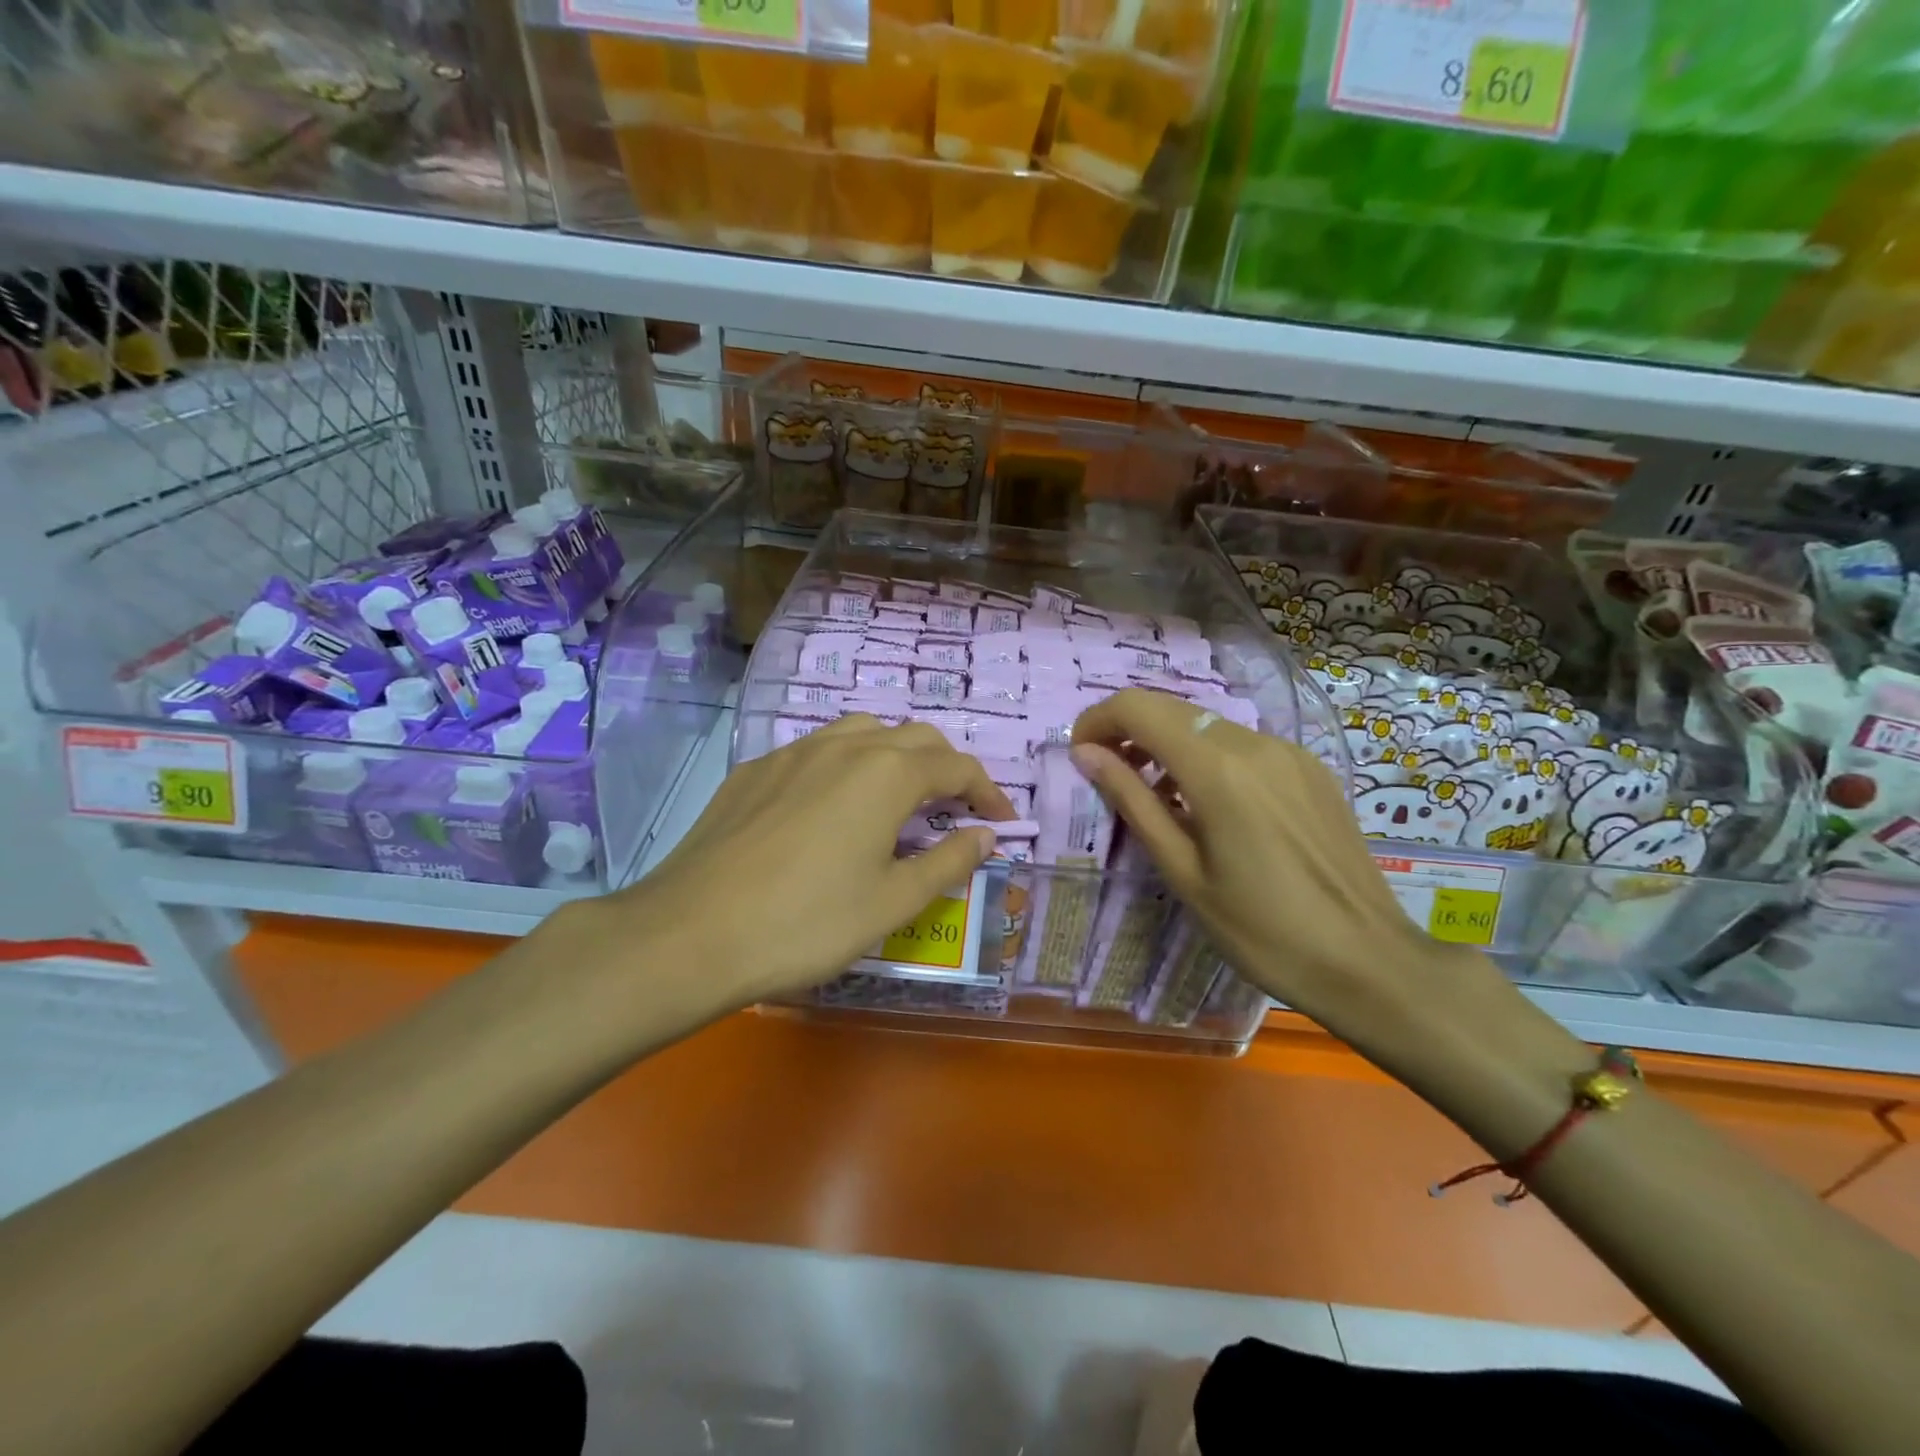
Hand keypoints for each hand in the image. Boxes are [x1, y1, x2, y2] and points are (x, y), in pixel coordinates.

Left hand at [603, 716, 1013, 1008]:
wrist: (692, 933)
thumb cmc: (807, 922)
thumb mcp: (892, 902)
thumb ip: (947, 861)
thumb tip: (985, 835)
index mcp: (888, 773)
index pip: (956, 766)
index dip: (987, 791)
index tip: (1001, 821)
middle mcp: (845, 746)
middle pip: (914, 738)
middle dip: (945, 768)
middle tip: (955, 810)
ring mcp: (794, 752)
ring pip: (862, 732)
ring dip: (895, 756)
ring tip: (898, 798)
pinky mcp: (755, 770)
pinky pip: (816, 751)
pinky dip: (846, 766)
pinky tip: (830, 807)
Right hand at [1069, 689, 1502, 1052]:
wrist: (1368, 962)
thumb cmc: (1261, 930)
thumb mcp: (1182, 872)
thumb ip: (1132, 802)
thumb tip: (1085, 754)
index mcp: (1219, 769)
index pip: (1138, 708)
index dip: (1098, 721)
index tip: (1080, 755)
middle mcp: (1255, 743)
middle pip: (1173, 709)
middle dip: (1128, 731)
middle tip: (1108, 775)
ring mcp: (1289, 753)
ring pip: (1208, 726)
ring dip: (1168, 745)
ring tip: (1156, 798)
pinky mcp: (1311, 769)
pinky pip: (1244, 746)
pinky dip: (1208, 759)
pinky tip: (1210, 807)